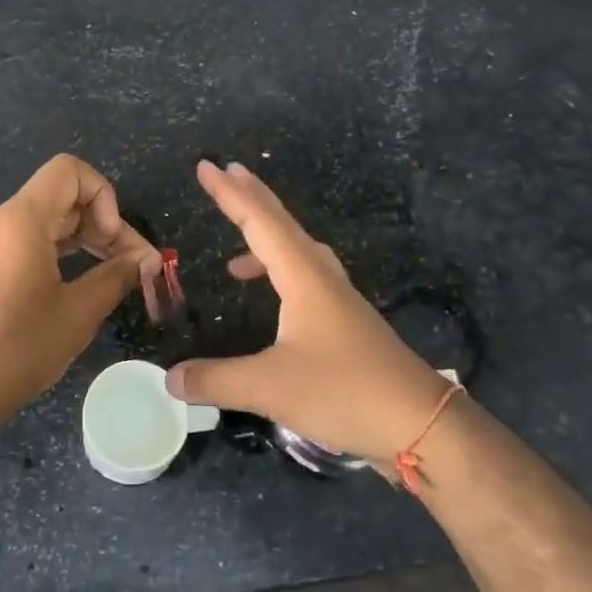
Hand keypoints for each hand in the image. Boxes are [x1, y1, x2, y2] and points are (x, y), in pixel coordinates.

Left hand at [0, 154, 157, 421]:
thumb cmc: (14, 351)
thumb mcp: (76, 314)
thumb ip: (116, 276)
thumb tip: (147, 260)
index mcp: (19, 219)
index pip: (69, 171)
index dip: (104, 195)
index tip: (113, 241)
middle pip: (60, 198)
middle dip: (102, 224)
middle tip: (134, 266)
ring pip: (42, 221)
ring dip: (81, 240)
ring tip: (111, 276)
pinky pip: (20, 241)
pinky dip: (53, 252)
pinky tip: (72, 284)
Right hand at [165, 160, 452, 467]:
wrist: (422, 425)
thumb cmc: (346, 392)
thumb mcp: (271, 388)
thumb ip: (216, 380)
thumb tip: (170, 378)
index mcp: (304, 278)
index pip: (259, 223)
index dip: (229, 194)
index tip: (205, 166)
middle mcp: (322, 279)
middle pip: (283, 225)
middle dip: (252, 197)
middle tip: (227, 171)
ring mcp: (339, 301)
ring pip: (298, 251)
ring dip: (268, 236)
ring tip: (237, 251)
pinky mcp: (347, 324)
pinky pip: (306, 277)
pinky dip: (280, 272)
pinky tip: (274, 300)